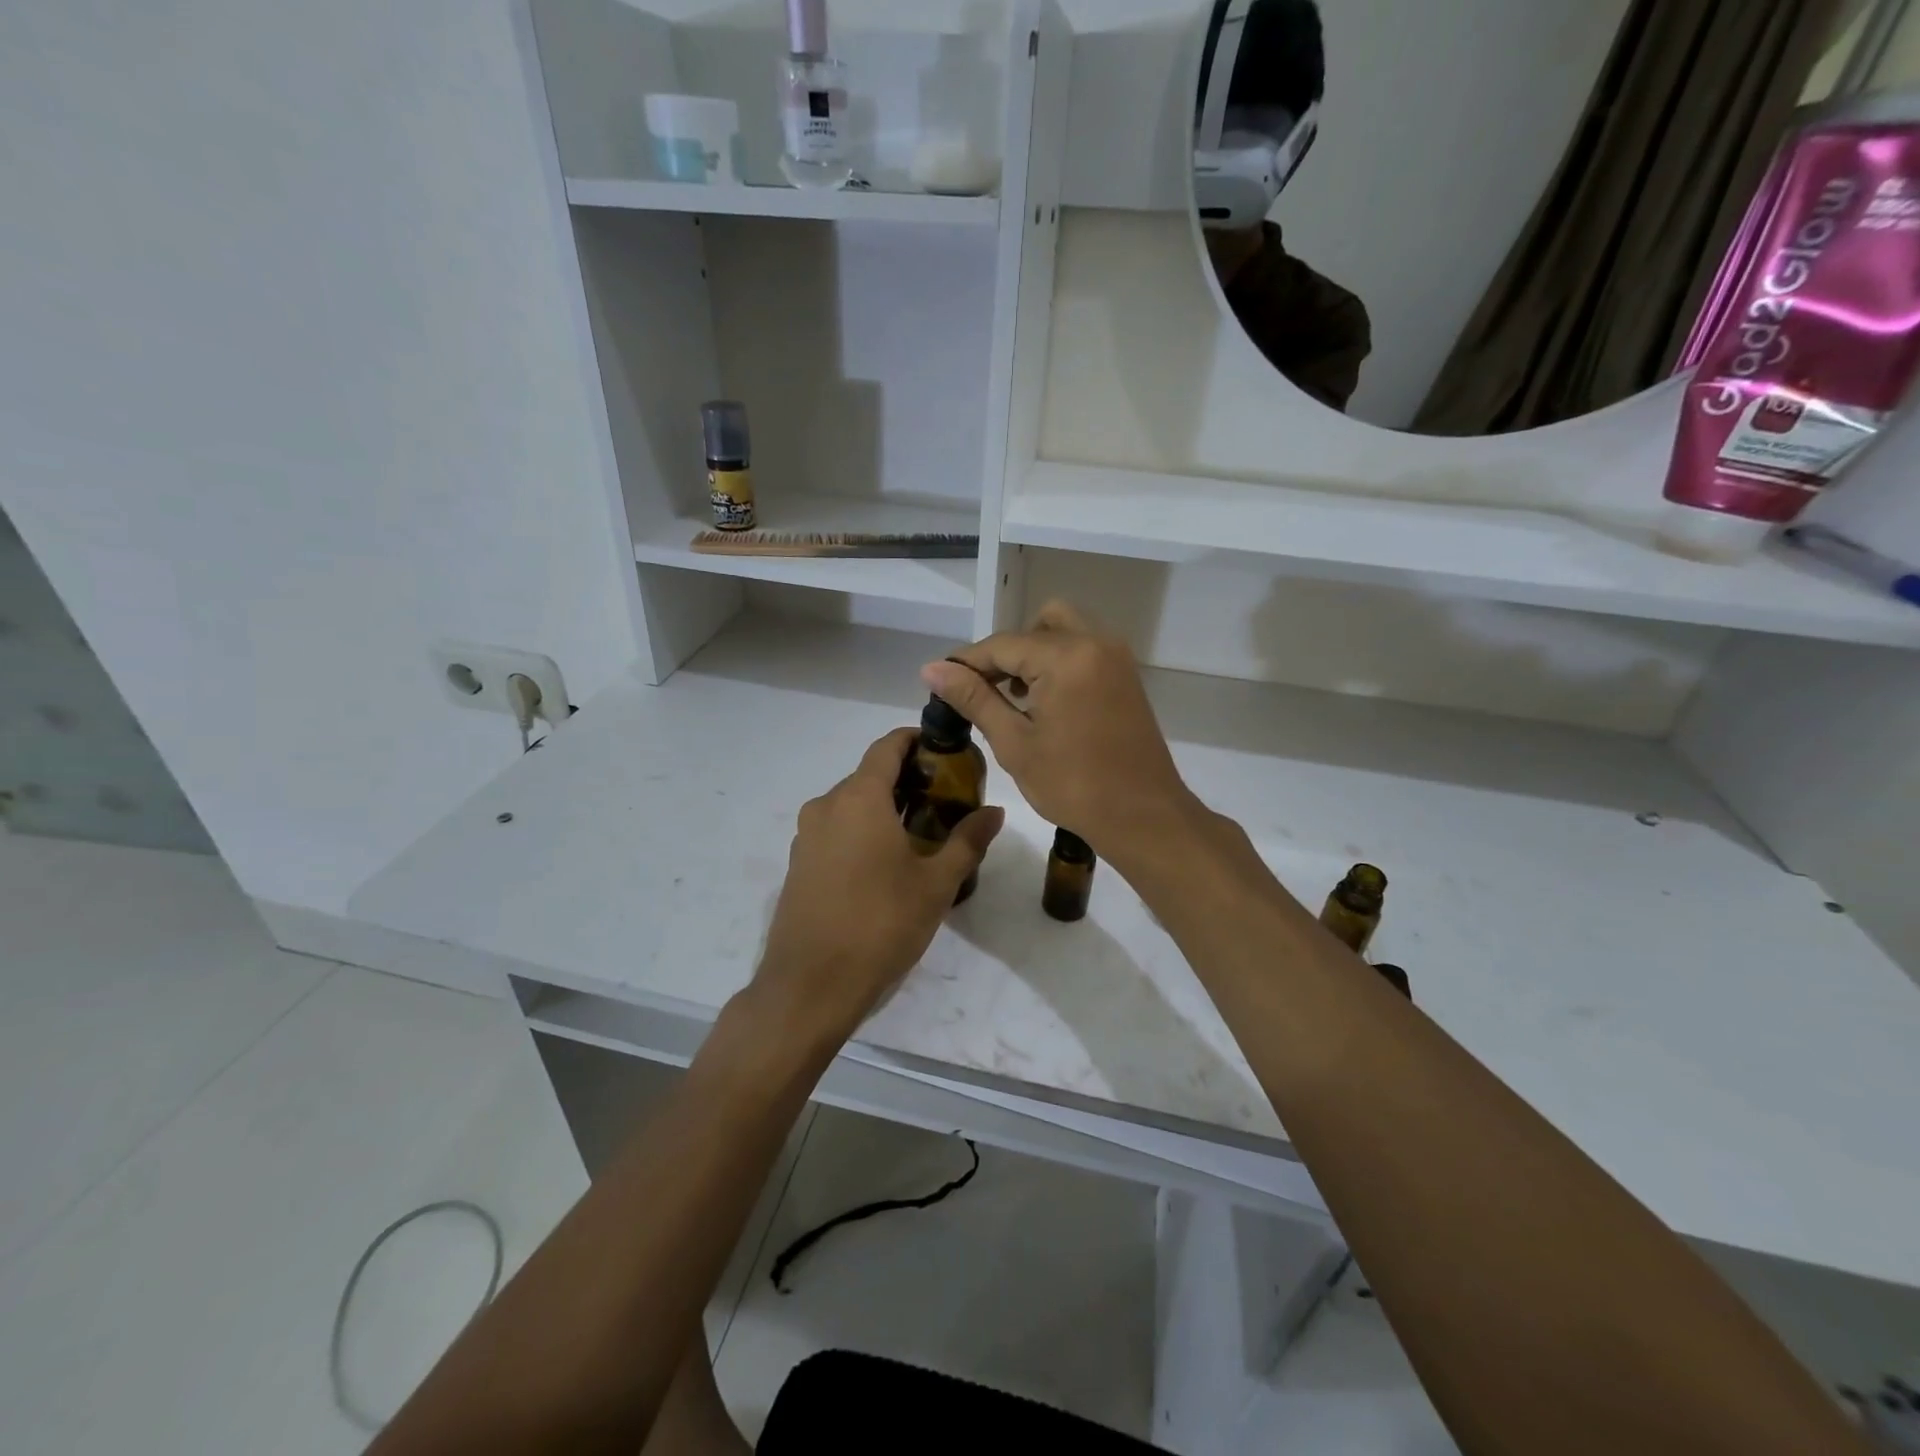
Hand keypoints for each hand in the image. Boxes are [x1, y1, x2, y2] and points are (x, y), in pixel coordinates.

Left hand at [754, 727, 1003, 1040]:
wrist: (810, 985)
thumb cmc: (880, 924)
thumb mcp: (935, 884)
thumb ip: (967, 841)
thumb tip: (995, 812)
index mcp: (859, 798)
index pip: (887, 747)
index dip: (916, 740)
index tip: (946, 751)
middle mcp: (826, 806)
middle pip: (869, 776)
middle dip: (907, 780)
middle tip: (946, 800)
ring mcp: (806, 836)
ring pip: (851, 805)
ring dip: (884, 808)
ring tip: (922, 834)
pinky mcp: (799, 864)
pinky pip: (835, 831)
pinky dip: (862, 831)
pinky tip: (886, 864)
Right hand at [921, 601, 1196, 862]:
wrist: (1143, 815)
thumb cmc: (1074, 785)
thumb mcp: (1015, 743)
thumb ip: (974, 699)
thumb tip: (932, 669)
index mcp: (1066, 657)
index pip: (1003, 644)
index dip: (967, 662)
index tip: (939, 683)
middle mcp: (1095, 643)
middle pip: (1037, 625)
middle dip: (1006, 652)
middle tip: (986, 690)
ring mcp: (1116, 657)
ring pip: (1063, 632)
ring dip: (1033, 654)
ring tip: (1014, 699)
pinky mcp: (1125, 676)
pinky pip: (1083, 650)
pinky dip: (1058, 663)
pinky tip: (1043, 702)